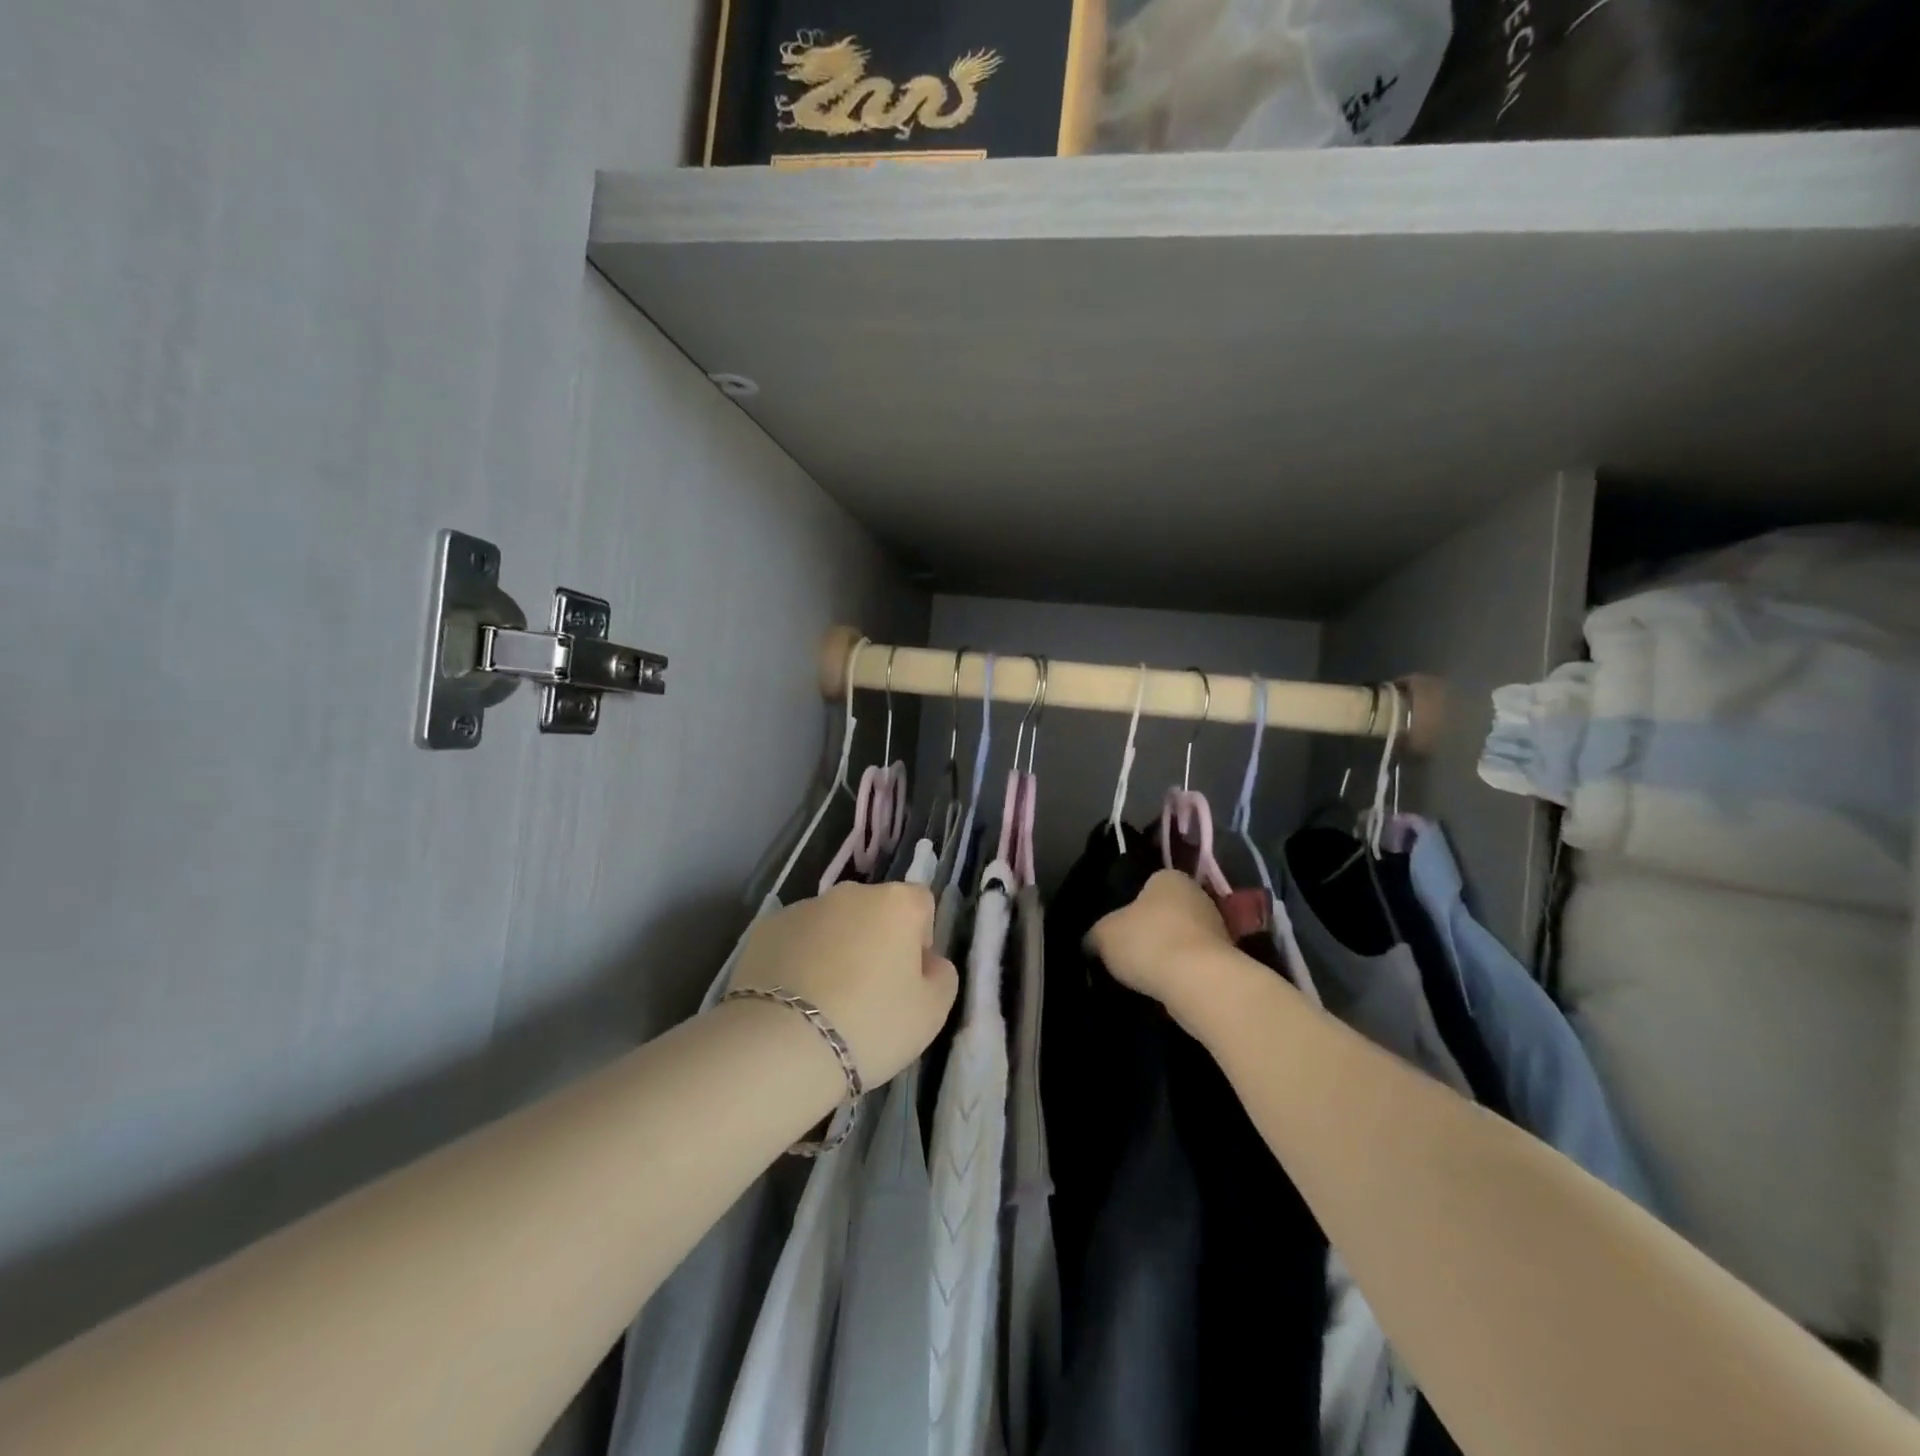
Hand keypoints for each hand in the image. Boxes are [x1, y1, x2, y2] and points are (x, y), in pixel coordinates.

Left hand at [729, 881, 957, 1086]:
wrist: (780, 1046)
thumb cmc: (870, 1025)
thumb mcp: (932, 1012)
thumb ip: (941, 976)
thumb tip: (927, 962)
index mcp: (896, 903)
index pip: (921, 904)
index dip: (920, 939)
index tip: (908, 978)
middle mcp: (850, 893)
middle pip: (874, 911)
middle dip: (875, 942)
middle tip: (868, 994)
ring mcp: (803, 907)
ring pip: (832, 924)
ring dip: (835, 949)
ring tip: (824, 1003)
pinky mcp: (764, 929)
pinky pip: (794, 940)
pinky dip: (798, 960)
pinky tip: (792, 1001)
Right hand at [1086, 869, 1234, 1012]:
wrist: (1199, 982)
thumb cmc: (1148, 942)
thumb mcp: (1103, 935)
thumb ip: (1096, 935)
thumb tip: (1091, 944)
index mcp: (1169, 877)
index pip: (1147, 885)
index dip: (1130, 906)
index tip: (1119, 929)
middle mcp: (1198, 895)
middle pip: (1167, 911)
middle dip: (1152, 930)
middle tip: (1129, 952)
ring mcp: (1218, 928)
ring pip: (1183, 938)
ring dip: (1169, 953)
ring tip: (1146, 976)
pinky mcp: (1228, 960)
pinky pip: (1196, 963)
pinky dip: (1183, 973)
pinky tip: (1167, 988)